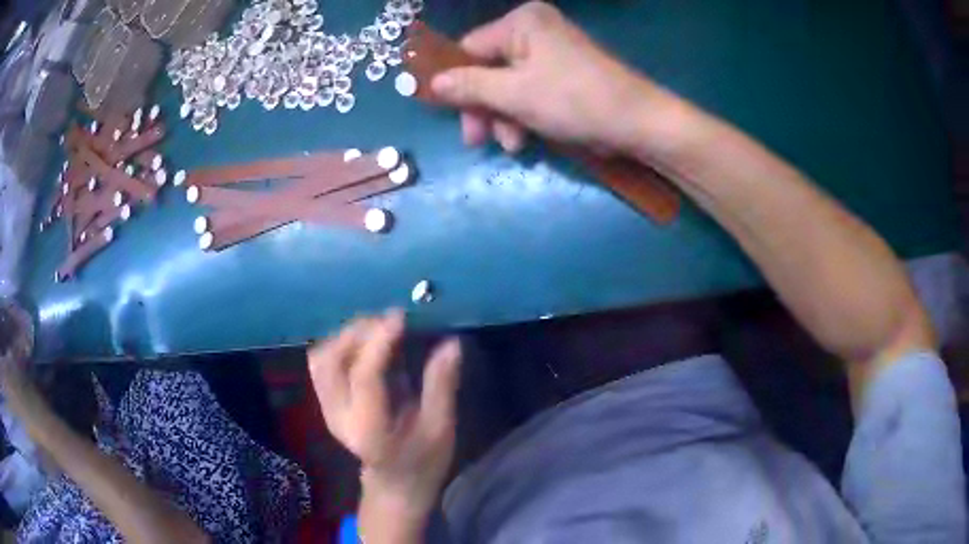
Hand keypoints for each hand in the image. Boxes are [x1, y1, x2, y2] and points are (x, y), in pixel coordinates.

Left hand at [308, 310, 461, 515]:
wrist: (394, 484)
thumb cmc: (423, 460)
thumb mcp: (441, 429)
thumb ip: (442, 386)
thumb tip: (451, 343)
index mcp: (370, 429)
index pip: (364, 377)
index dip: (379, 342)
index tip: (400, 316)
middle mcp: (340, 417)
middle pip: (332, 362)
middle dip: (359, 333)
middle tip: (391, 320)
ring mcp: (327, 409)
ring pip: (321, 358)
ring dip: (346, 336)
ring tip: (378, 328)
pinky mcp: (326, 402)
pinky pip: (321, 362)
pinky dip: (339, 343)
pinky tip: (364, 342)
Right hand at [431, 2, 661, 153]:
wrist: (638, 124)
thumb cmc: (574, 100)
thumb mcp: (514, 94)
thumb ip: (469, 87)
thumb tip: (432, 83)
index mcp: (521, 22)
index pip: (470, 48)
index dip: (455, 82)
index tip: (448, 114)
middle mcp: (535, 31)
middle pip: (488, 69)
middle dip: (483, 108)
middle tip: (477, 140)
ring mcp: (551, 53)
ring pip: (507, 85)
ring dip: (504, 118)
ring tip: (514, 145)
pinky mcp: (563, 75)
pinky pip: (529, 92)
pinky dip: (524, 116)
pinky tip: (526, 140)